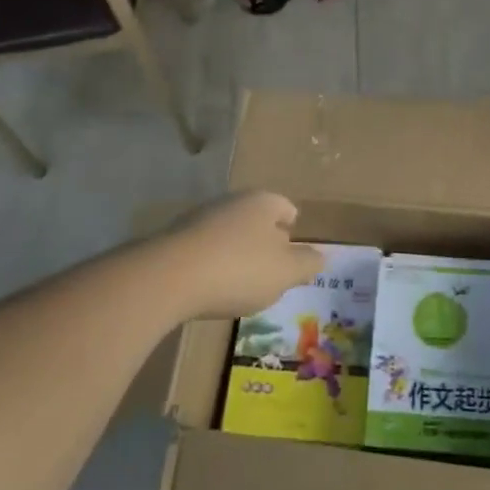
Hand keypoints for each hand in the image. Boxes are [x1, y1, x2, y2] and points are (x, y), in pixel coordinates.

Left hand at [157, 192, 323, 318]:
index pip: (285, 207)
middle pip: (256, 218)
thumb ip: (307, 263)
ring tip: (242, 282)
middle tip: (272, 269)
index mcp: (263, 202)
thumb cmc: (239, 269)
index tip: (294, 247)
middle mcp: (231, 202)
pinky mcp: (174, 240)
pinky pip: (204, 249)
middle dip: (264, 240)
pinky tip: (211, 287)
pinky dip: (212, 264)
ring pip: (228, 233)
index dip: (292, 226)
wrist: (168, 277)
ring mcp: (199, 218)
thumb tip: (321, 257)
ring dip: (236, 253)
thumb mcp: (285, 272)